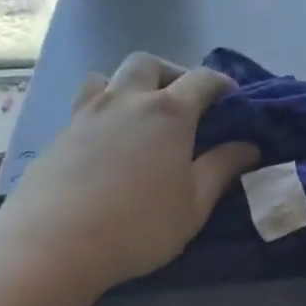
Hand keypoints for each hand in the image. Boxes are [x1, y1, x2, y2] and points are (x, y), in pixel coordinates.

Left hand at [0, 53, 258, 293]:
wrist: (56, 242)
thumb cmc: (140, 224)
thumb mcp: (195, 203)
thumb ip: (223, 169)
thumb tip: (249, 146)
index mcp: (168, 112)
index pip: (202, 80)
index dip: (222, 84)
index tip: (234, 100)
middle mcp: (127, 100)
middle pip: (150, 63)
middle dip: (172, 74)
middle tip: (183, 102)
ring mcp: (88, 113)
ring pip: (108, 76)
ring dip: (129, 85)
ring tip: (139, 114)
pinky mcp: (60, 134)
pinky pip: (85, 104)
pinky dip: (103, 110)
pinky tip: (107, 143)